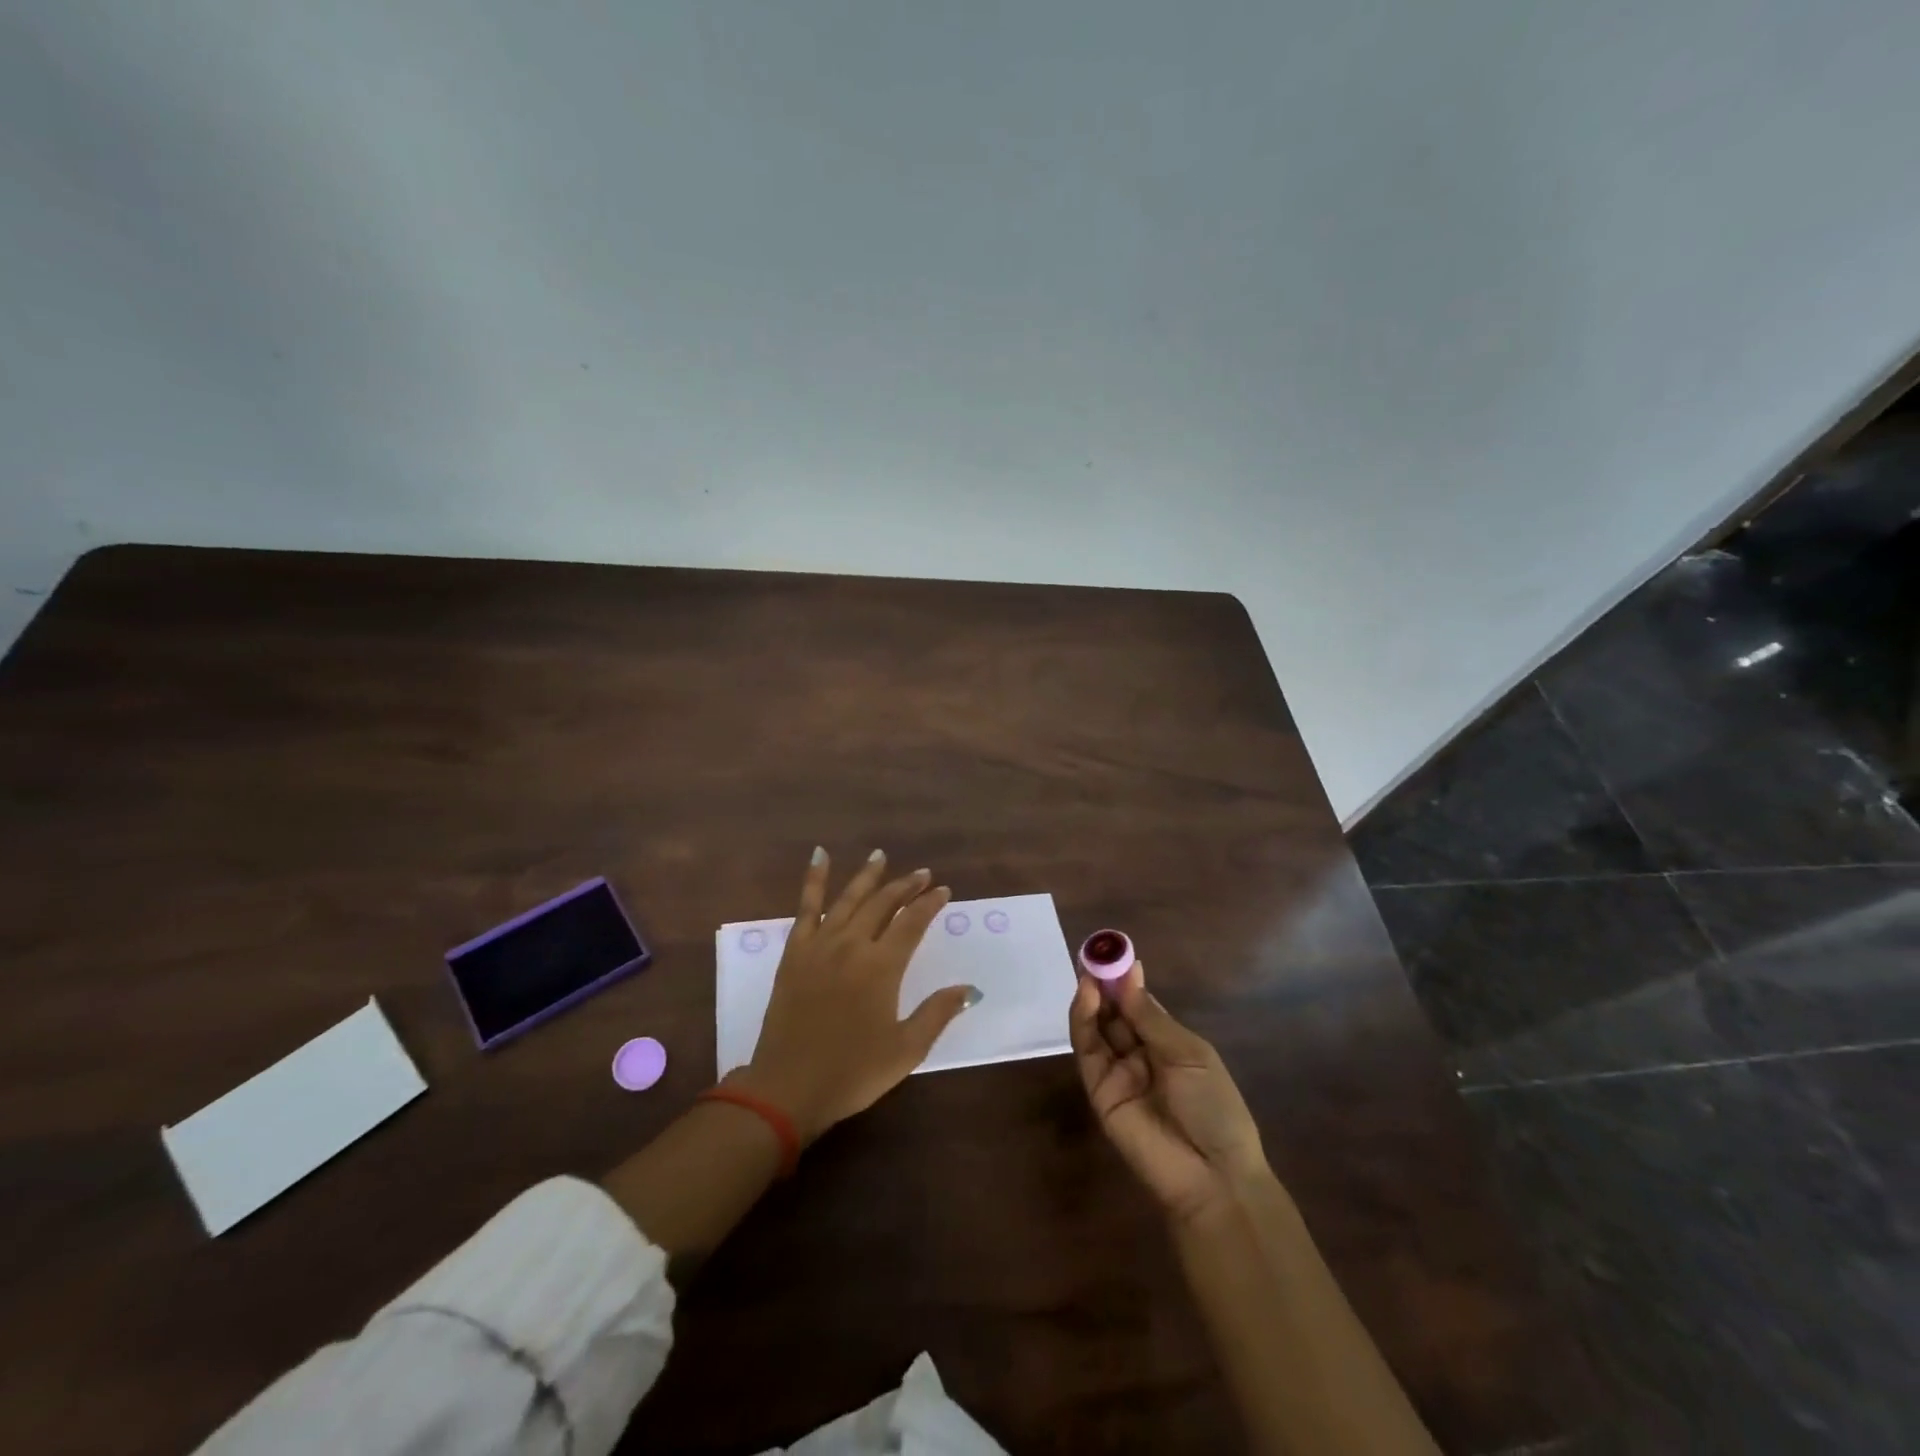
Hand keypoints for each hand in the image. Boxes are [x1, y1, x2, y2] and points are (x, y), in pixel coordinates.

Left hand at [731, 848, 977, 1144]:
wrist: (787, 1089)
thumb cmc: (852, 1073)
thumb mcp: (905, 1050)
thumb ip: (937, 1014)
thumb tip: (969, 988)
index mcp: (881, 967)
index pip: (912, 923)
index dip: (929, 903)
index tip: (943, 891)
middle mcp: (852, 945)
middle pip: (883, 904)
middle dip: (905, 886)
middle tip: (922, 874)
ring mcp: (820, 945)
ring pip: (848, 898)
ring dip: (868, 876)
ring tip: (881, 856)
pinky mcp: (795, 952)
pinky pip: (806, 907)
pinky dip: (813, 880)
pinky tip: (820, 856)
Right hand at [1070, 961, 1268, 1226]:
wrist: (1213, 1176)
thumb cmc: (1214, 1108)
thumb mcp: (1189, 1054)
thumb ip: (1151, 1018)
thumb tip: (1129, 976)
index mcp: (1168, 1045)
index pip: (1139, 1006)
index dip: (1127, 981)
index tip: (1118, 954)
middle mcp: (1140, 1055)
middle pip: (1114, 1013)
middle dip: (1105, 985)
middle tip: (1096, 956)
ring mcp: (1118, 1073)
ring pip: (1097, 1028)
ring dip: (1091, 999)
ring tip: (1089, 972)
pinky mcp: (1099, 1091)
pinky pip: (1088, 1052)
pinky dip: (1083, 1022)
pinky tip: (1087, 997)